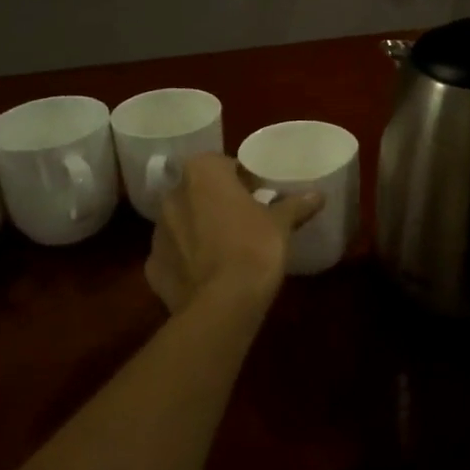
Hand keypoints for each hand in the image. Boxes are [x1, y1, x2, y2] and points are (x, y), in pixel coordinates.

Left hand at [144, 154, 322, 313]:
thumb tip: (317, 195)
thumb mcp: (281, 224)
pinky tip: (208, 274)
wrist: (222, 305)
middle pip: (197, 192)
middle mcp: (172, 196)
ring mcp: (157, 233)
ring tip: (226, 248)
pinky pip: (174, 255)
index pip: (220, 164)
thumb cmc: (254, 248)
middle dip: (216, 202)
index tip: (257, 194)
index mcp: (201, 174)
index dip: (240, 179)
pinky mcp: (152, 267)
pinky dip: (187, 260)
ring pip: (182, 222)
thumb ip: (296, 205)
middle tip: (243, 219)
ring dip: (199, 229)